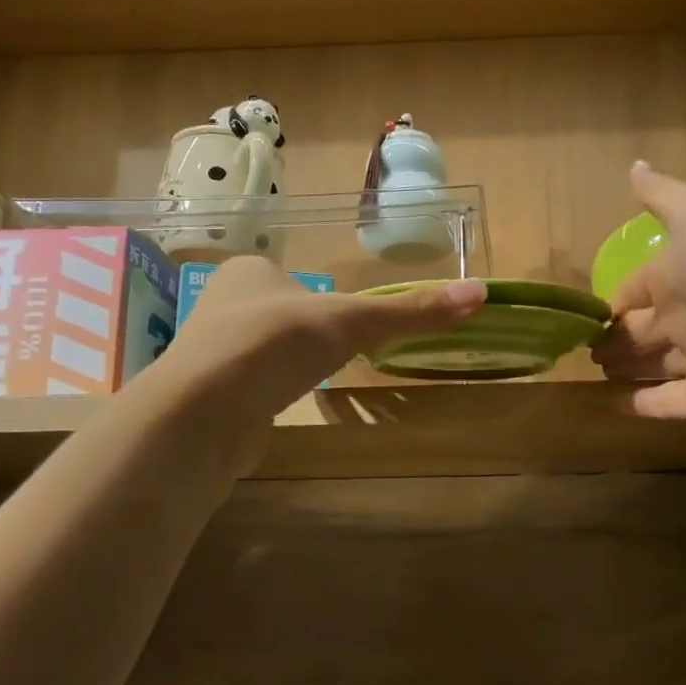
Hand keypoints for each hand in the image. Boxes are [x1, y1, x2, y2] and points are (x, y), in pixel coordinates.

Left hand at [151, 257, 485, 469]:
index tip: (343, 321)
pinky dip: (269, 392)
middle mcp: (222, 303)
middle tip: (334, 351)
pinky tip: (281, 404)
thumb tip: (481, 294)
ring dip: (286, 362)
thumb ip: (410, 311)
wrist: (204, 413)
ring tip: (308, 378)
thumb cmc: (275, 345)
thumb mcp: (352, 322)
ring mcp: (210, 351)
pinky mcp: (207, 394)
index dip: (321, 296)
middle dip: (305, 332)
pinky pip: (250, 384)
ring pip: (262, 349)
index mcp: (249, 271)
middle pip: (280, 312)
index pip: (293, 275)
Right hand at [592, 163, 685, 423]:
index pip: (639, 288)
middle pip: (643, 328)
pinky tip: (615, 406)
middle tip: (584, 349)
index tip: (585, 314)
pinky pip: (669, 403)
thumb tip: (634, 166)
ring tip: (593, 372)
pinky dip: (644, 405)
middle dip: (615, 336)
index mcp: (684, 273)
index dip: (614, 300)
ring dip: (626, 367)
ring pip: (653, 364)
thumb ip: (664, 196)